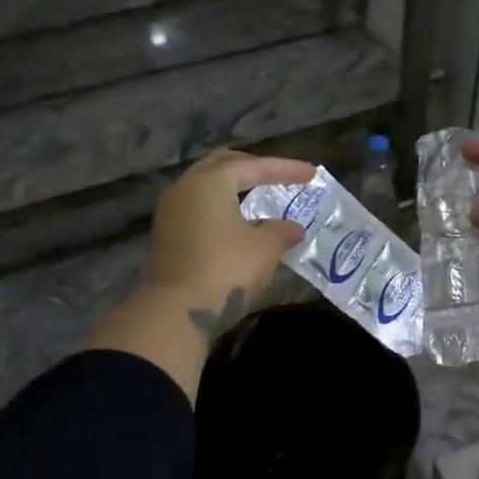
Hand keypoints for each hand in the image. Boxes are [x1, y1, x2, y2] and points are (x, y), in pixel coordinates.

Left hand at [145, 150, 314, 336]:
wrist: (177, 312)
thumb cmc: (226, 269)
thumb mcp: (265, 248)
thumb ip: (282, 231)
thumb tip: (293, 229)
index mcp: (210, 182)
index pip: (253, 166)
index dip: (285, 169)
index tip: (311, 173)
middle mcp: (185, 187)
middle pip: (223, 166)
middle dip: (253, 168)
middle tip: (278, 175)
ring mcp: (170, 211)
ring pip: (206, 186)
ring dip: (234, 188)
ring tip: (258, 196)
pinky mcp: (166, 235)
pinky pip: (198, 207)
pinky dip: (221, 206)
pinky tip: (237, 222)